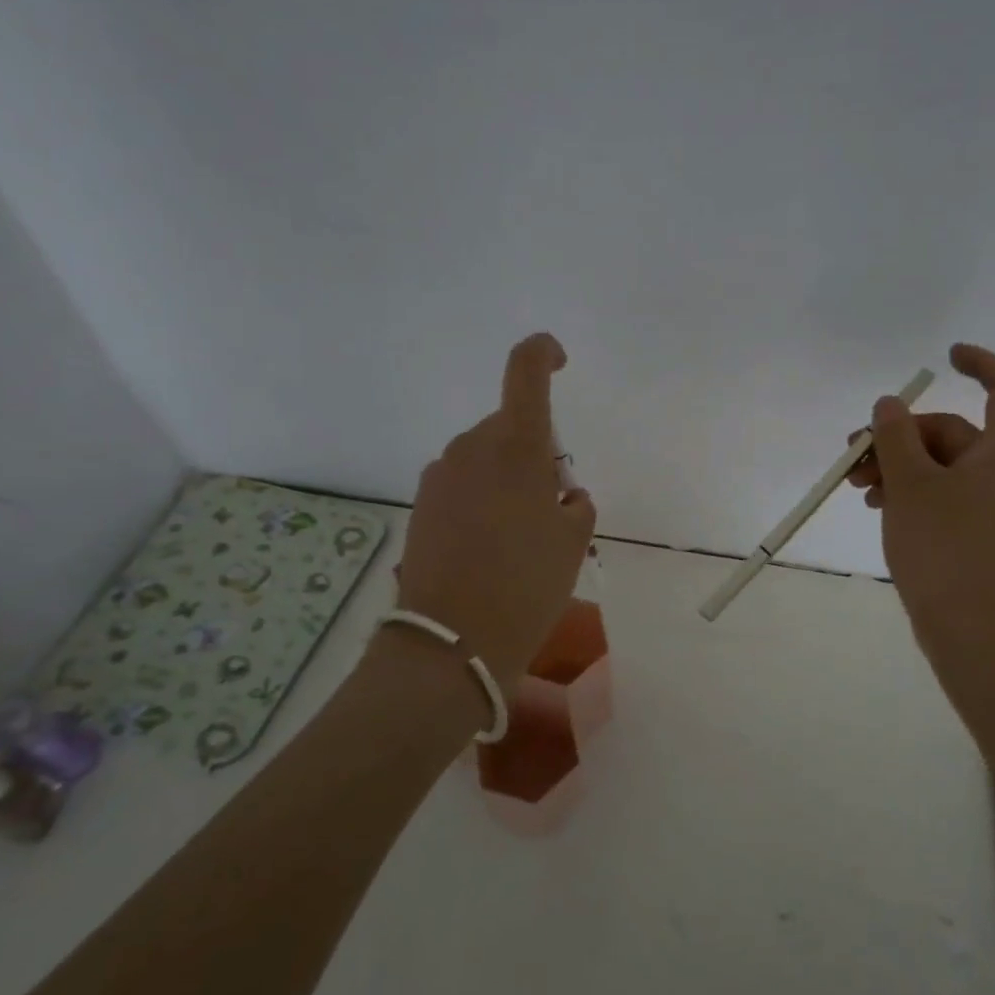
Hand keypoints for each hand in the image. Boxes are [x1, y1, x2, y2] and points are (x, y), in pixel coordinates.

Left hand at [396, 334, 596, 691]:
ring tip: (520, 538)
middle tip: (551, 506)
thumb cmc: (527, 584)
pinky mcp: (421, 506)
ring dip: (506, 481)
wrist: (454, 640)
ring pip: (484, 459)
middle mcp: (470, 448)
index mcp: (515, 445)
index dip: (544, 354)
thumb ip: (574, 504)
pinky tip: (488, 549)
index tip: (560, 362)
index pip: (526, 371)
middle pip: (509, 427)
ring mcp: (439, 477)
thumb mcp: (573, 542)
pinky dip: (481, 502)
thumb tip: (562, 496)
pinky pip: (462, 486)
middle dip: (534, 453)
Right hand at [846, 343, 994, 641]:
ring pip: (937, 464)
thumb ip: (895, 437)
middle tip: (853, 453)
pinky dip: (906, 490)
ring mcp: (988, 503)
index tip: (944, 355)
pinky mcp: (971, 529)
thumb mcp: (910, 483)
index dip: (980, 363)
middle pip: (950, 431)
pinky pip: (937, 493)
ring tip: (854, 485)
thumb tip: (890, 404)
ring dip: (894, 465)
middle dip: (898, 436)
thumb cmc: (944, 546)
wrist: (969, 625)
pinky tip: (873, 505)